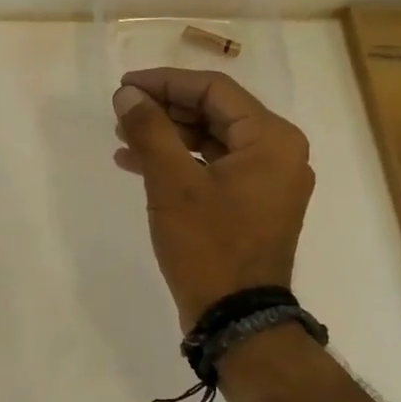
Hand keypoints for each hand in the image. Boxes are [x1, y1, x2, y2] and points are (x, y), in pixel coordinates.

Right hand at [111, 68, 314, 328]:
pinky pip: (213, 167)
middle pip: (215, 112)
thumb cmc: (209, 245)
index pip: (214, 90)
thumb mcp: (172, 183)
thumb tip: (127, 95)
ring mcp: (267, 181)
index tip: (124, 87)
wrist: (236, 319)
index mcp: (271, 139)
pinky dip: (178, 162)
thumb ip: (150, 130)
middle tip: (121, 112)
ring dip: (167, 135)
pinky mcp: (252, 204)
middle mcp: (278, 152)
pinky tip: (138, 164)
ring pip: (211, 140)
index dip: (165, 82)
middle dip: (164, 109)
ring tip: (122, 137)